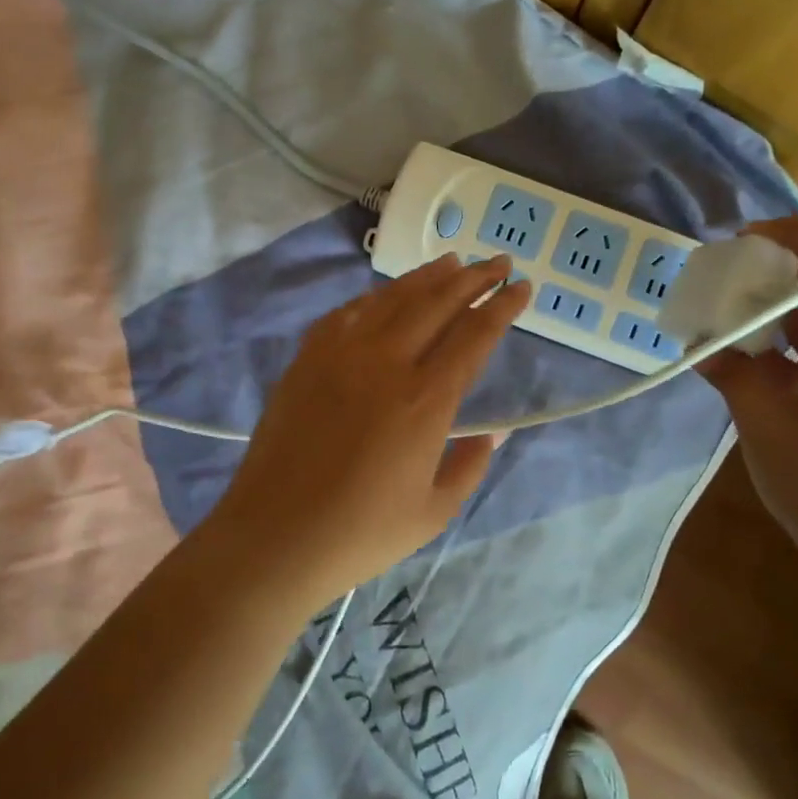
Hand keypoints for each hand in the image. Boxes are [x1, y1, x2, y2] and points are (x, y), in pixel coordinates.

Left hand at [203, 255, 530, 602]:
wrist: (274, 537)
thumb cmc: (361, 534)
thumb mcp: (434, 512)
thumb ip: (470, 465)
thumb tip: (495, 433)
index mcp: (425, 400)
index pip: (475, 335)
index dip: (503, 307)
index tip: (523, 287)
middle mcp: (386, 363)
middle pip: (438, 303)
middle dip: (475, 278)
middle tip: (499, 261)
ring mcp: (341, 355)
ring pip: (393, 299)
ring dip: (428, 276)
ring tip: (453, 262)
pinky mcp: (307, 360)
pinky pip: (347, 313)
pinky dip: (375, 297)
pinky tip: (387, 295)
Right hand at [697, 219, 797, 577]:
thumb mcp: (762, 418)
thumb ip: (730, 369)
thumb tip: (701, 342)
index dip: (795, 234)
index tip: (744, 239)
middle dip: (778, 270)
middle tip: (725, 276)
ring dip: (779, 308)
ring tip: (728, 314)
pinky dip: (787, 341)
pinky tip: (750, 357)